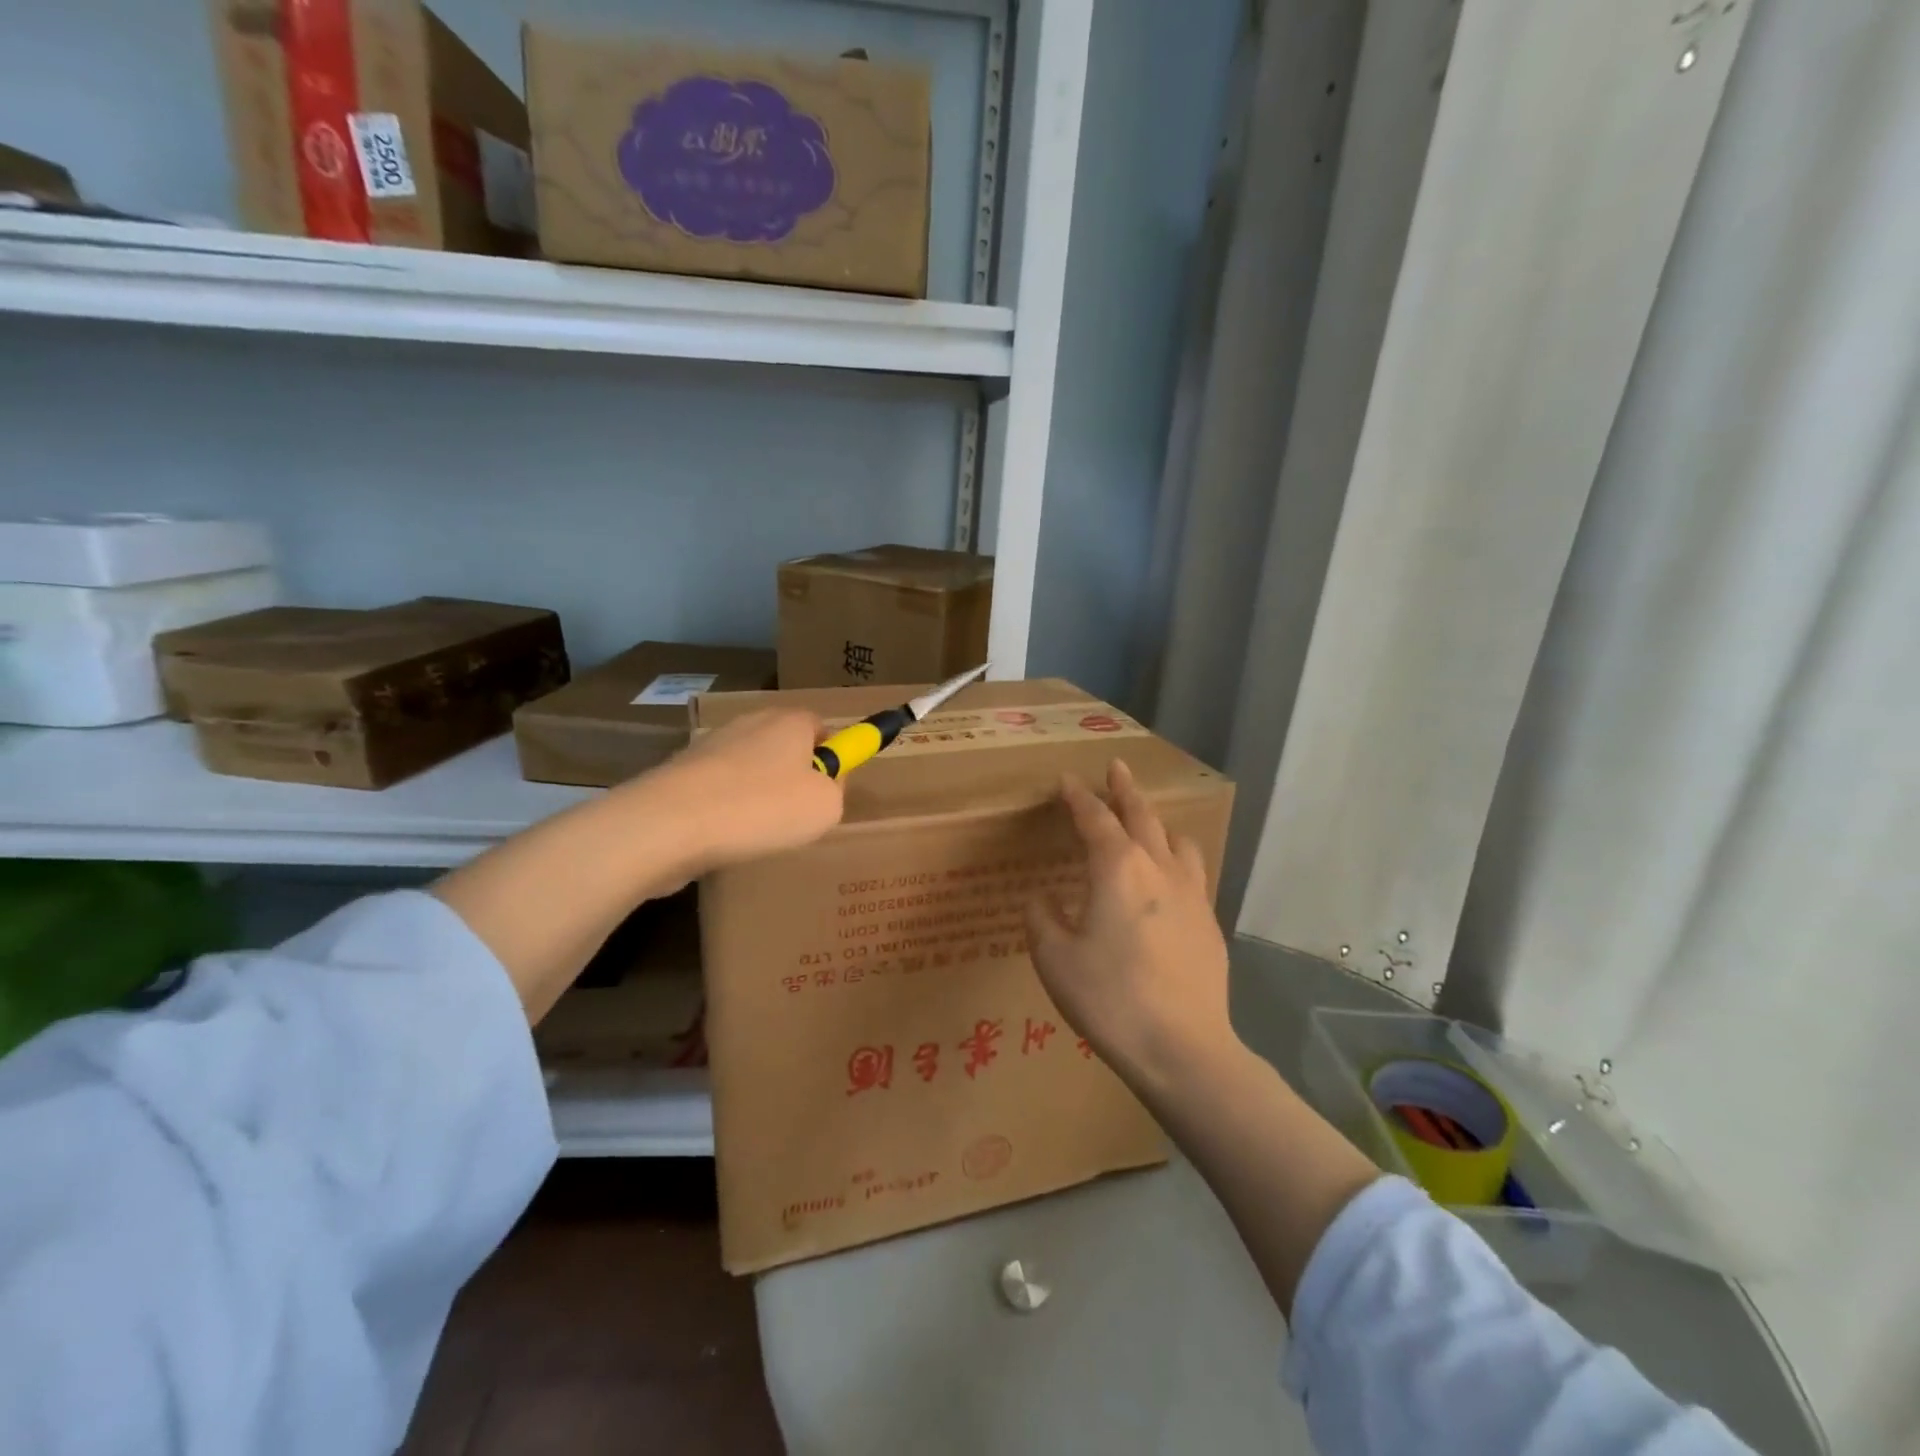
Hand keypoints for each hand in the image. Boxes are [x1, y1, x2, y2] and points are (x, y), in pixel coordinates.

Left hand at [646, 708, 844, 875]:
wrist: (670, 823)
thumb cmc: (761, 807)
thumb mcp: (826, 807)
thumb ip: (836, 790)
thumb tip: (824, 783)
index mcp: (790, 721)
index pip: (821, 725)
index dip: (831, 755)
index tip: (831, 787)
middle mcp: (750, 723)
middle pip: (784, 746)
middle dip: (794, 776)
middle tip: (798, 814)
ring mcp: (710, 745)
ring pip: (749, 769)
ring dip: (757, 794)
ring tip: (758, 832)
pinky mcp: (680, 772)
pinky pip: (718, 789)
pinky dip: (725, 808)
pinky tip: (724, 835)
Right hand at [1026, 760, 1234, 1086]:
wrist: (1183, 1048)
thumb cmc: (1110, 999)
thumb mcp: (1055, 960)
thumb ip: (1042, 919)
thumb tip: (1043, 899)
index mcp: (1117, 869)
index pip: (1095, 819)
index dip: (1079, 797)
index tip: (1067, 780)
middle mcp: (1158, 869)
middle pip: (1143, 816)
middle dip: (1126, 789)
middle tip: (1117, 768)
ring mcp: (1192, 894)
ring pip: (1177, 840)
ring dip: (1158, 822)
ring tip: (1147, 822)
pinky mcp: (1210, 923)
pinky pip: (1192, 872)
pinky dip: (1175, 858)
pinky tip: (1168, 880)